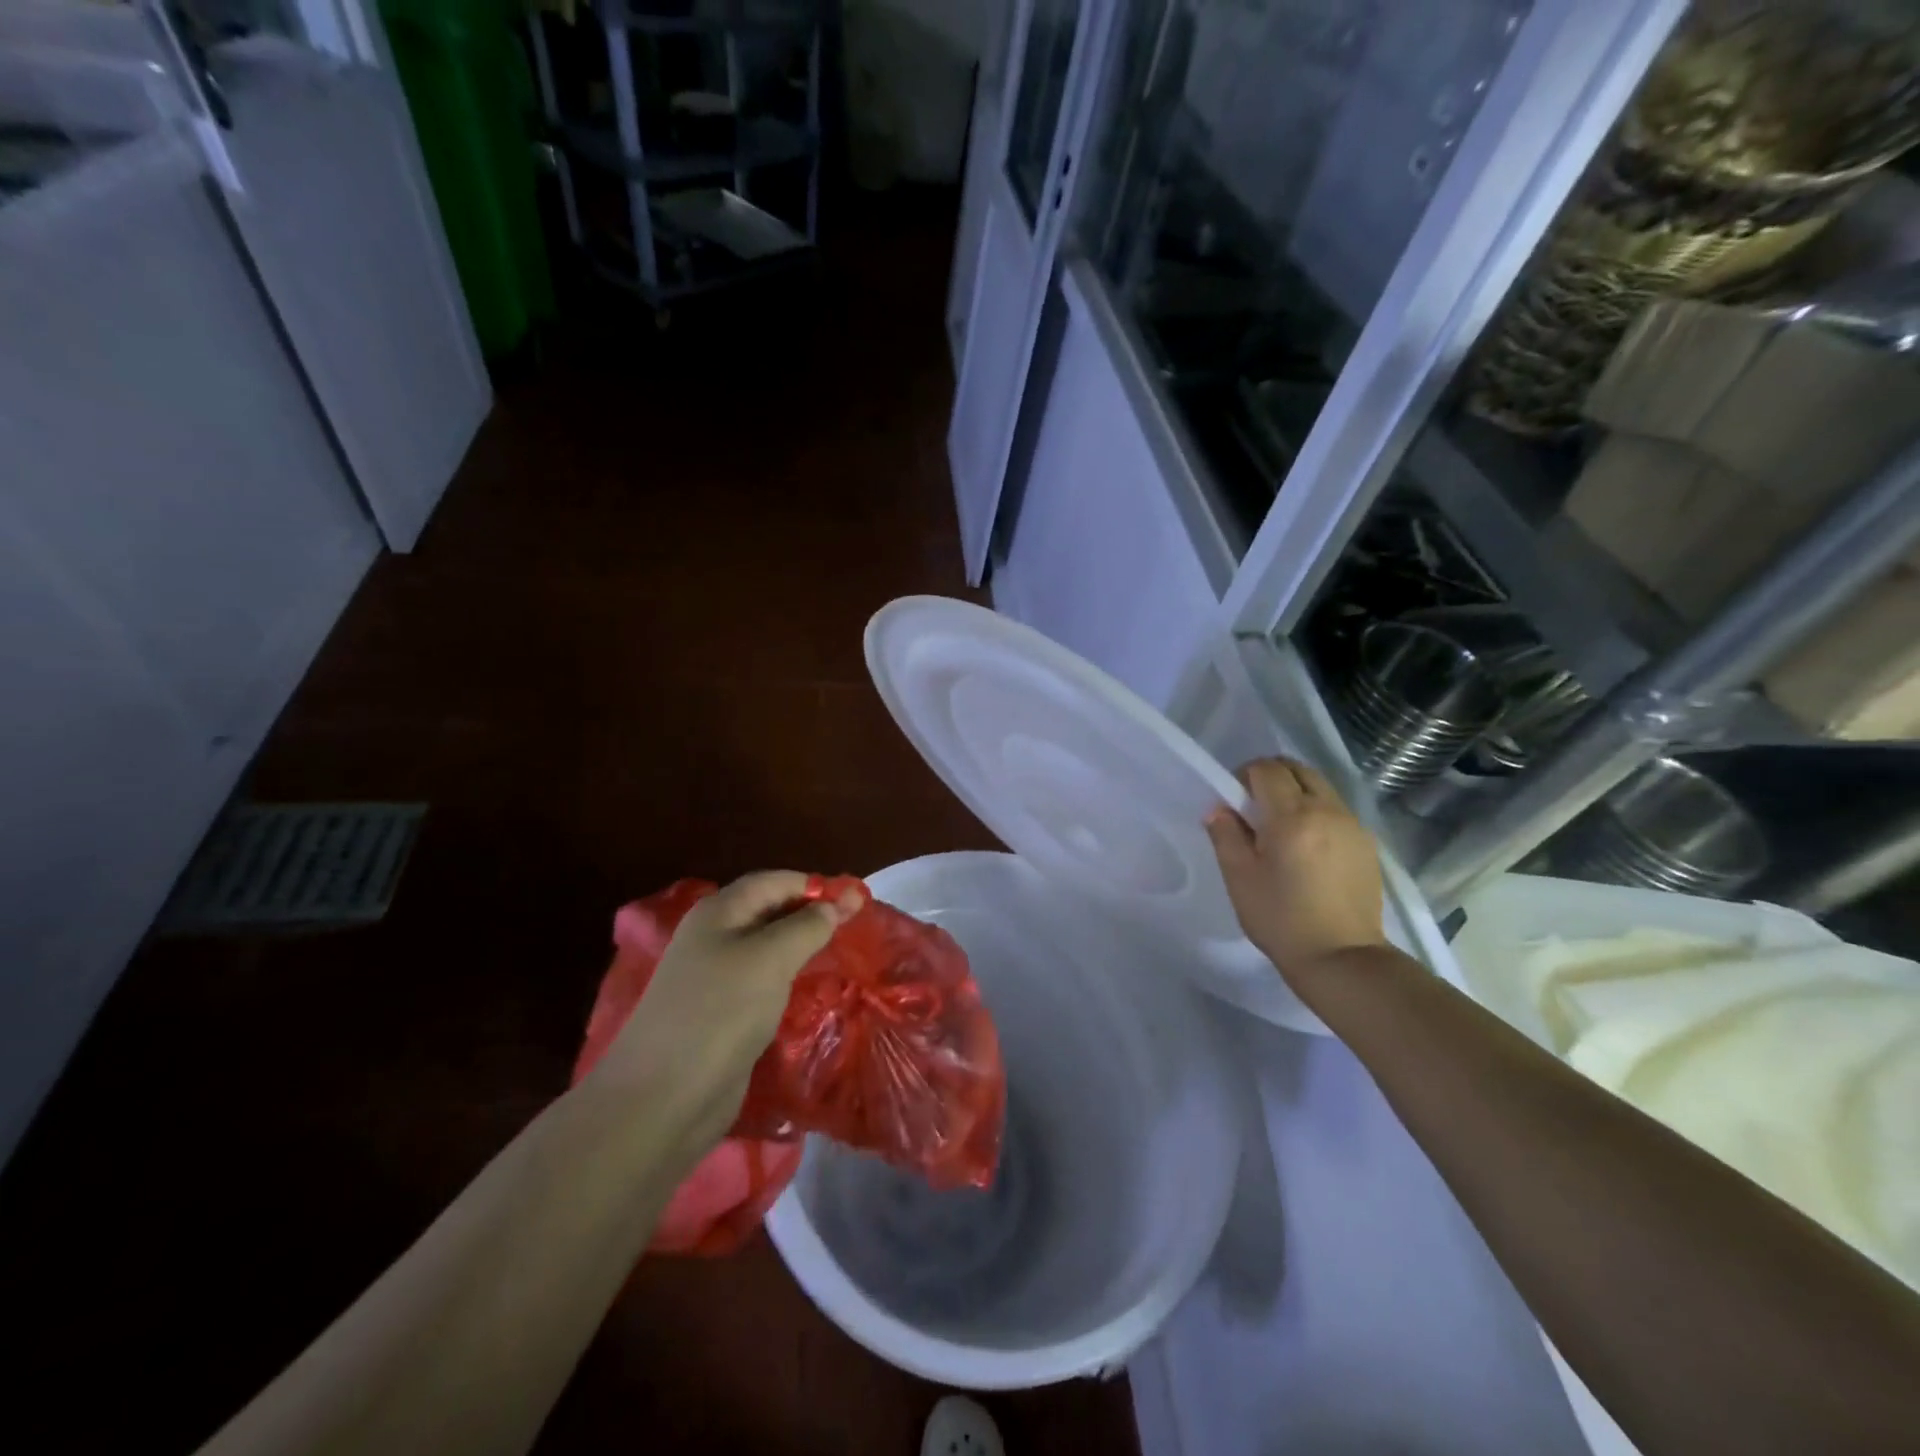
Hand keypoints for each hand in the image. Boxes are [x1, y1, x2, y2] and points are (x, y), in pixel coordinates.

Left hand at [588, 872, 862, 1154]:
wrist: (664, 1097)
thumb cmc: (721, 1011)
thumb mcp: (771, 958)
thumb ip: (808, 926)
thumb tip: (838, 903)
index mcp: (719, 912)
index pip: (774, 881)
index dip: (814, 885)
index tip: (857, 901)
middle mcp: (714, 937)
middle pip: (770, 912)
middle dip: (811, 915)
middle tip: (856, 927)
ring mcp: (715, 977)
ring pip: (767, 949)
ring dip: (802, 948)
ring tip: (842, 954)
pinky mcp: (722, 1014)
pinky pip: (762, 983)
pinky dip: (788, 980)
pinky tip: (811, 990)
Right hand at [1204, 757, 1387, 989]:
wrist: (1341, 958)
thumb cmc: (1281, 919)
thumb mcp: (1239, 878)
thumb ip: (1226, 835)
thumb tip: (1220, 809)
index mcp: (1292, 816)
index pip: (1267, 769)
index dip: (1244, 776)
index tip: (1234, 801)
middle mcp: (1327, 810)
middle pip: (1298, 769)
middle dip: (1272, 776)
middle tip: (1254, 807)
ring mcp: (1353, 825)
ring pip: (1320, 787)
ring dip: (1296, 793)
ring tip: (1281, 828)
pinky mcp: (1367, 843)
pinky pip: (1336, 809)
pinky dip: (1316, 812)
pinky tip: (1307, 846)